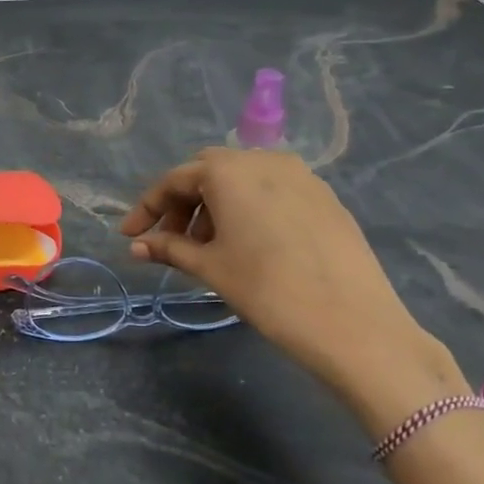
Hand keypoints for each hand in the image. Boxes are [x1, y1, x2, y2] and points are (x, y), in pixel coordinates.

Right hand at [120, 148, 459, 411]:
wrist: (352, 323)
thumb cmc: (267, 289)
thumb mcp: (210, 267)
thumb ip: (169, 248)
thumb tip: (136, 246)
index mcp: (228, 170)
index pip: (174, 180)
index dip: (147, 209)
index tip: (130, 236)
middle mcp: (264, 160)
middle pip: (208, 172)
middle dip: (183, 203)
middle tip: (171, 240)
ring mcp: (301, 176)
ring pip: (242, 179)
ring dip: (215, 206)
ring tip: (209, 248)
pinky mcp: (325, 198)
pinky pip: (273, 191)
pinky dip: (248, 208)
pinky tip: (248, 245)